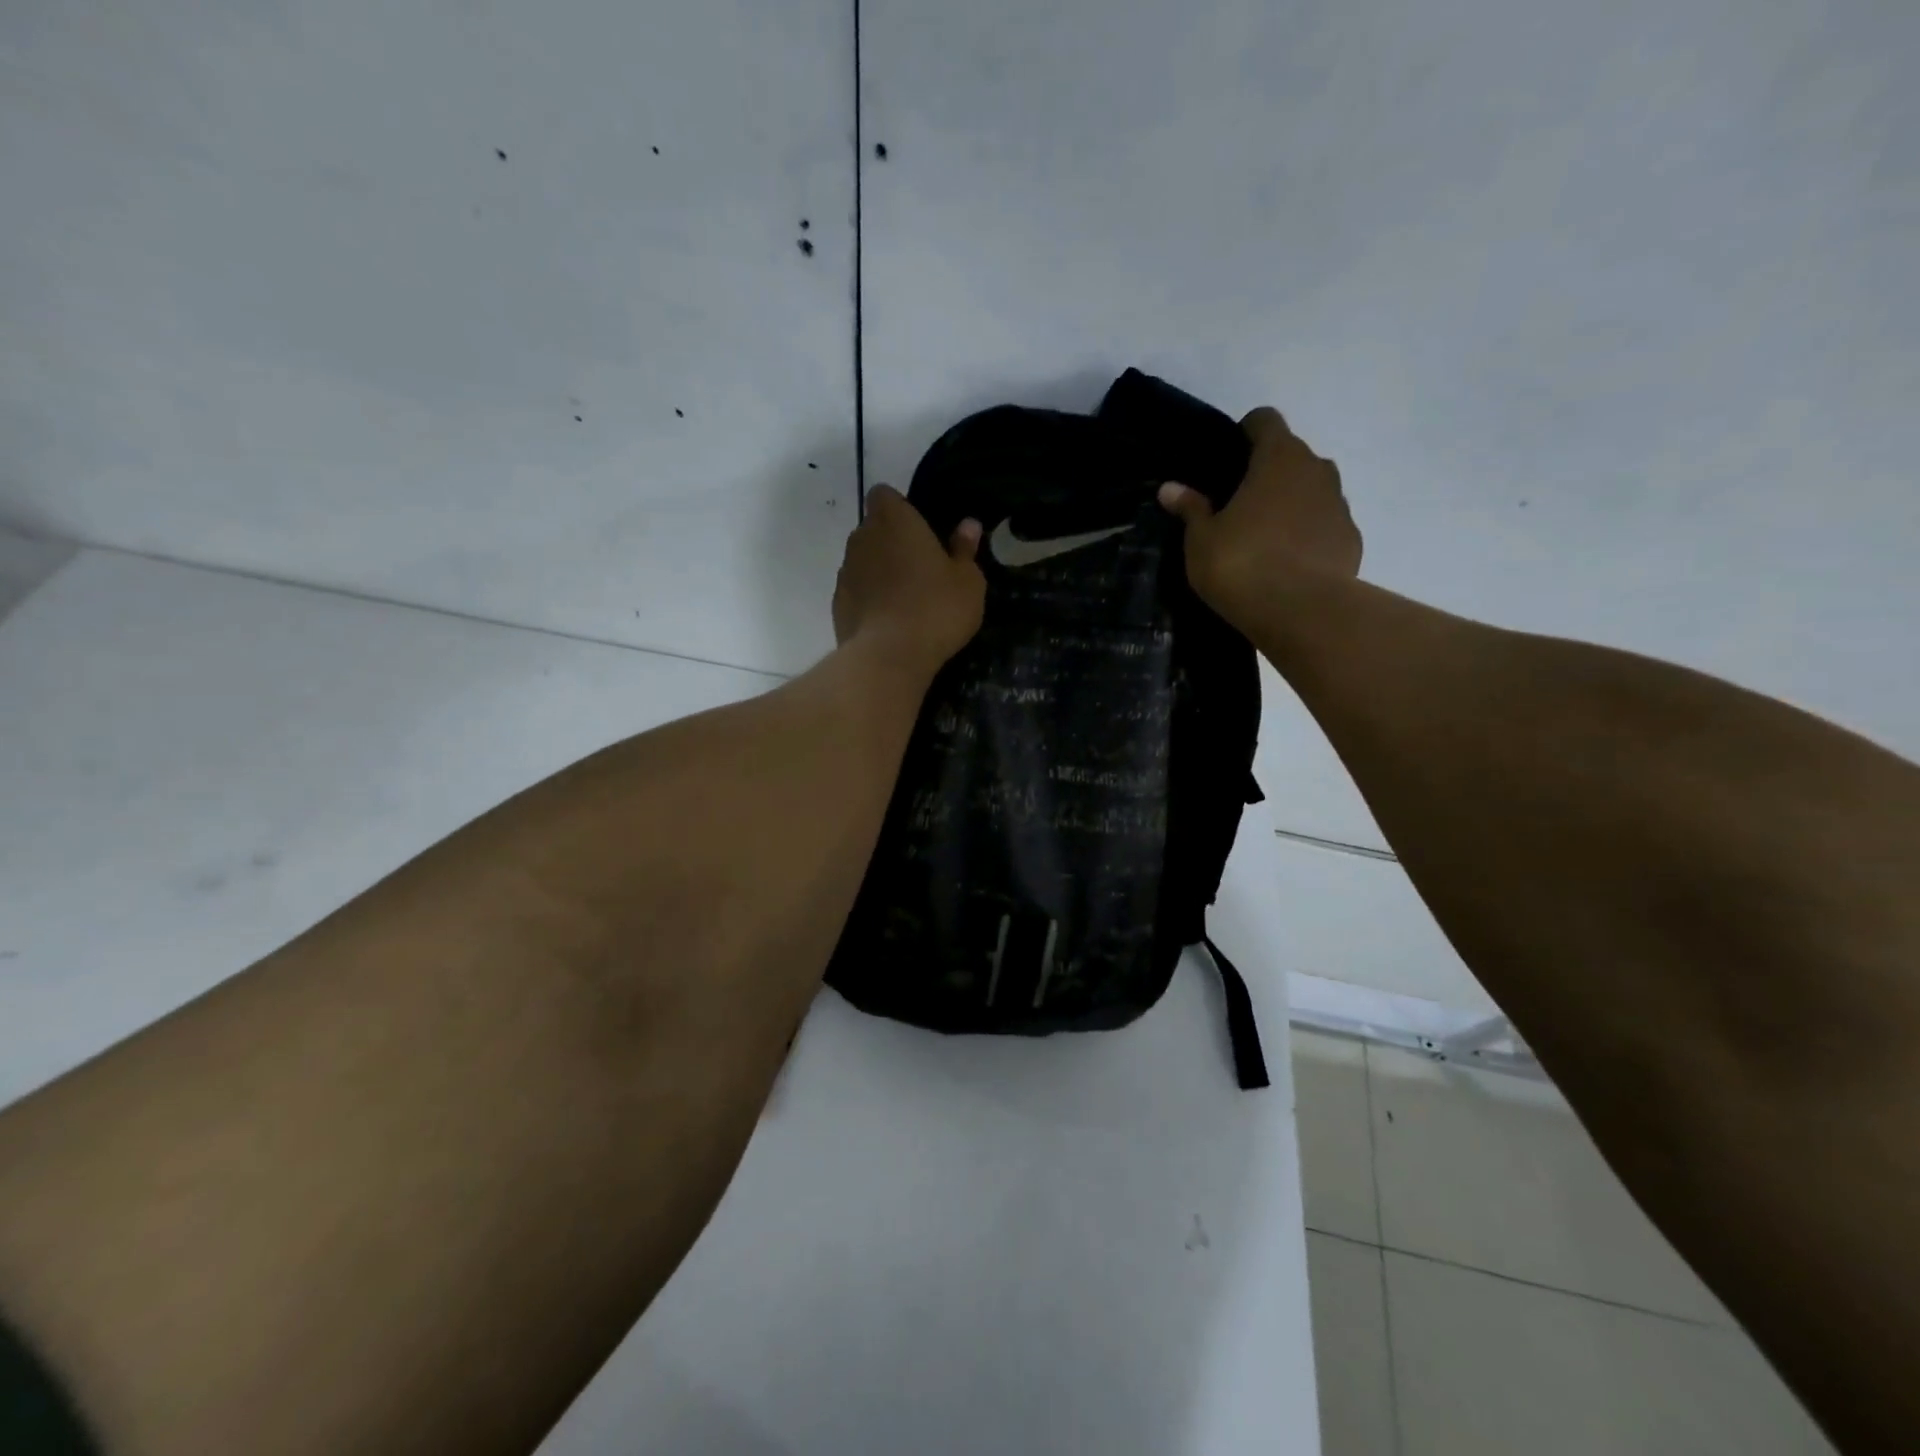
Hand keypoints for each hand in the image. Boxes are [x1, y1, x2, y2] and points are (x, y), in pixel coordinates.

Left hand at [832, 485, 985, 675]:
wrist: (889, 656)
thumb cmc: (936, 608)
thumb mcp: (967, 581)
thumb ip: (965, 549)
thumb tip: (968, 525)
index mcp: (893, 520)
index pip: (884, 495)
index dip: (900, 509)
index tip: (920, 531)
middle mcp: (862, 538)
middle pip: (873, 528)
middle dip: (891, 542)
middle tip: (920, 569)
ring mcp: (845, 572)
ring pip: (863, 561)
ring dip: (879, 572)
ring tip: (905, 599)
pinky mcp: (837, 604)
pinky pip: (856, 592)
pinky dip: (869, 599)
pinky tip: (890, 622)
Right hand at [1157, 407, 1361, 629]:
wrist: (1301, 611)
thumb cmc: (1241, 564)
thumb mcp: (1202, 539)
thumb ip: (1190, 509)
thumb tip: (1170, 488)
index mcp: (1278, 458)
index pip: (1265, 421)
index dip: (1246, 432)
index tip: (1229, 455)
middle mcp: (1316, 470)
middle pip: (1292, 456)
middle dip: (1268, 472)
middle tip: (1239, 504)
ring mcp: (1339, 505)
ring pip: (1312, 491)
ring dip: (1291, 503)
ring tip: (1264, 537)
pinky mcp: (1351, 539)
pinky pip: (1325, 526)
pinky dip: (1309, 535)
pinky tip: (1288, 563)